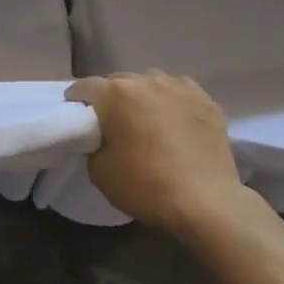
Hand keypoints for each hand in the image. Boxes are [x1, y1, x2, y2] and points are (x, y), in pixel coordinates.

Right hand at [65, 73, 274, 242]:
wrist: (206, 203)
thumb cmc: (146, 186)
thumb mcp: (99, 171)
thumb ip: (93, 143)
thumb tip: (101, 136)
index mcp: (115, 94)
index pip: (84, 86)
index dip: (76, 101)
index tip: (77, 117)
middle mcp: (146, 80)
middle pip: (119, 81)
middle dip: (111, 98)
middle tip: (113, 123)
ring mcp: (180, 87)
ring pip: (151, 83)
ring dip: (143, 97)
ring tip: (147, 120)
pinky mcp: (206, 100)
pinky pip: (179, 92)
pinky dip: (172, 102)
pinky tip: (175, 122)